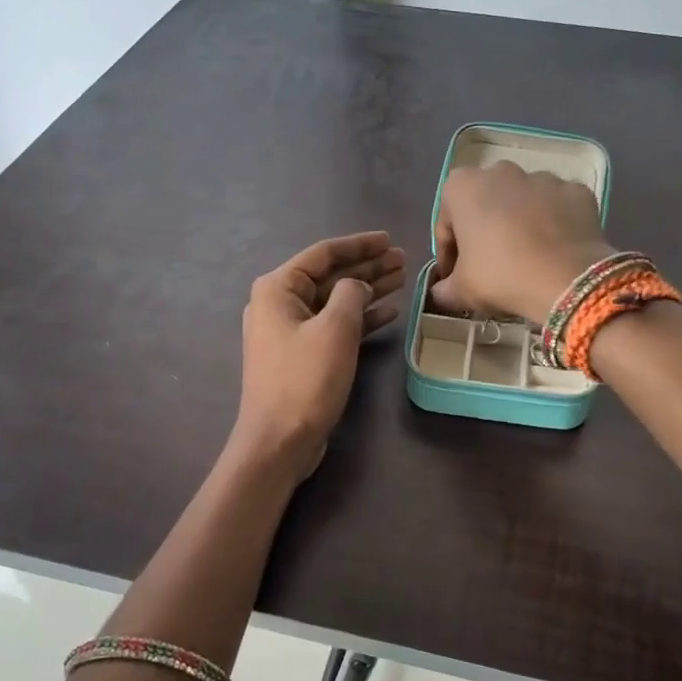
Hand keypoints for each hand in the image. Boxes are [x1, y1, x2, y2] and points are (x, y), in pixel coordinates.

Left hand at [233, 231, 404, 480]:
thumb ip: (351, 294)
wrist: (279, 441)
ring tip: (402, 279)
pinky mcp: (302, 355)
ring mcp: (289, 331)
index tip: (389, 239)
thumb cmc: (305, 380)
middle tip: (403, 260)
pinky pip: (333, 325)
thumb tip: (356, 286)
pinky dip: (360, 318)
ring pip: (335, 300)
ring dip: (367, 290)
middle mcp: (279, 304)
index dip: (359, 245)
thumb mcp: (335, 329)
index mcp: (278, 288)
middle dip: (367, 267)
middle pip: (330, 276)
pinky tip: (389, 311)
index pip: (324, 254)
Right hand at [430, 163, 611, 324]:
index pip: (447, 222)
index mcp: (463, 187)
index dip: (449, 252)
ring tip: (526, 258)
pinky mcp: (576, 190)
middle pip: (485, 204)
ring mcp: (543, 177)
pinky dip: (554, 224)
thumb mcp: (461, 291)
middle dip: (484, 230)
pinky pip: (557, 207)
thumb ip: (443, 289)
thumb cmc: (500, 276)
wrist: (567, 279)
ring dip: (520, 224)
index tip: (454, 276)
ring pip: (523, 202)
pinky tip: (554, 251)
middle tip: (489, 265)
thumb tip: (441, 292)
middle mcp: (501, 171)